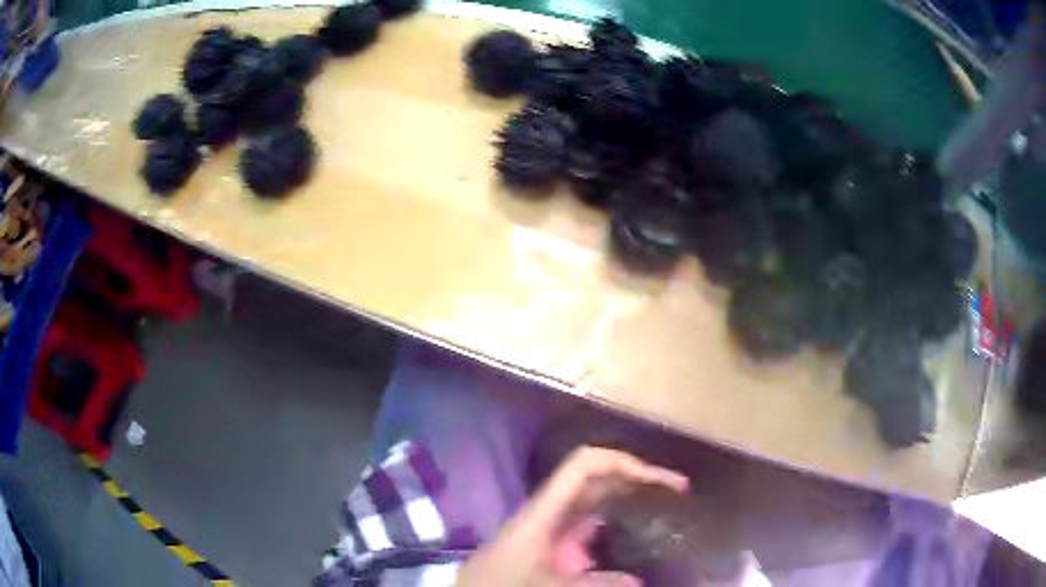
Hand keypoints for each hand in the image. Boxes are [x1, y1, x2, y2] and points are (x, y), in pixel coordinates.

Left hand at [456, 446, 688, 586]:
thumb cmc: (503, 584)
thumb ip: (595, 584)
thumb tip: (638, 581)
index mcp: (546, 510)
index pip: (585, 465)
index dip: (624, 462)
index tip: (660, 480)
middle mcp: (552, 509)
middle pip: (598, 478)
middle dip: (637, 478)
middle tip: (677, 492)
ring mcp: (552, 523)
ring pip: (596, 498)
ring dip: (629, 497)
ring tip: (665, 507)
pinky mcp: (552, 540)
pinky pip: (590, 522)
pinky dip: (615, 521)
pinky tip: (634, 536)